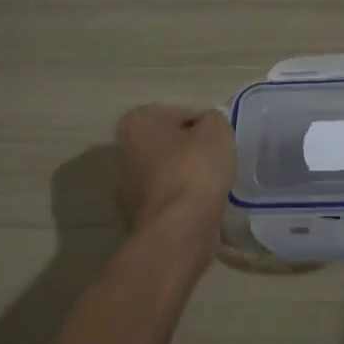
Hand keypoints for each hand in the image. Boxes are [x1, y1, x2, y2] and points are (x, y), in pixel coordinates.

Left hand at [114, 104, 236, 239]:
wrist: (178, 229)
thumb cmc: (194, 169)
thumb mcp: (216, 129)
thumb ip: (213, 119)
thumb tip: (206, 129)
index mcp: (136, 122)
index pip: (180, 114)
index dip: (205, 126)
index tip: (220, 141)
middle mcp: (124, 152)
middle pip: (171, 145)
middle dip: (192, 151)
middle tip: (218, 162)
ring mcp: (128, 188)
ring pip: (170, 174)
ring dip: (189, 178)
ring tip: (214, 186)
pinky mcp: (139, 217)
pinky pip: (170, 200)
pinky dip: (185, 202)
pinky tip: (203, 207)